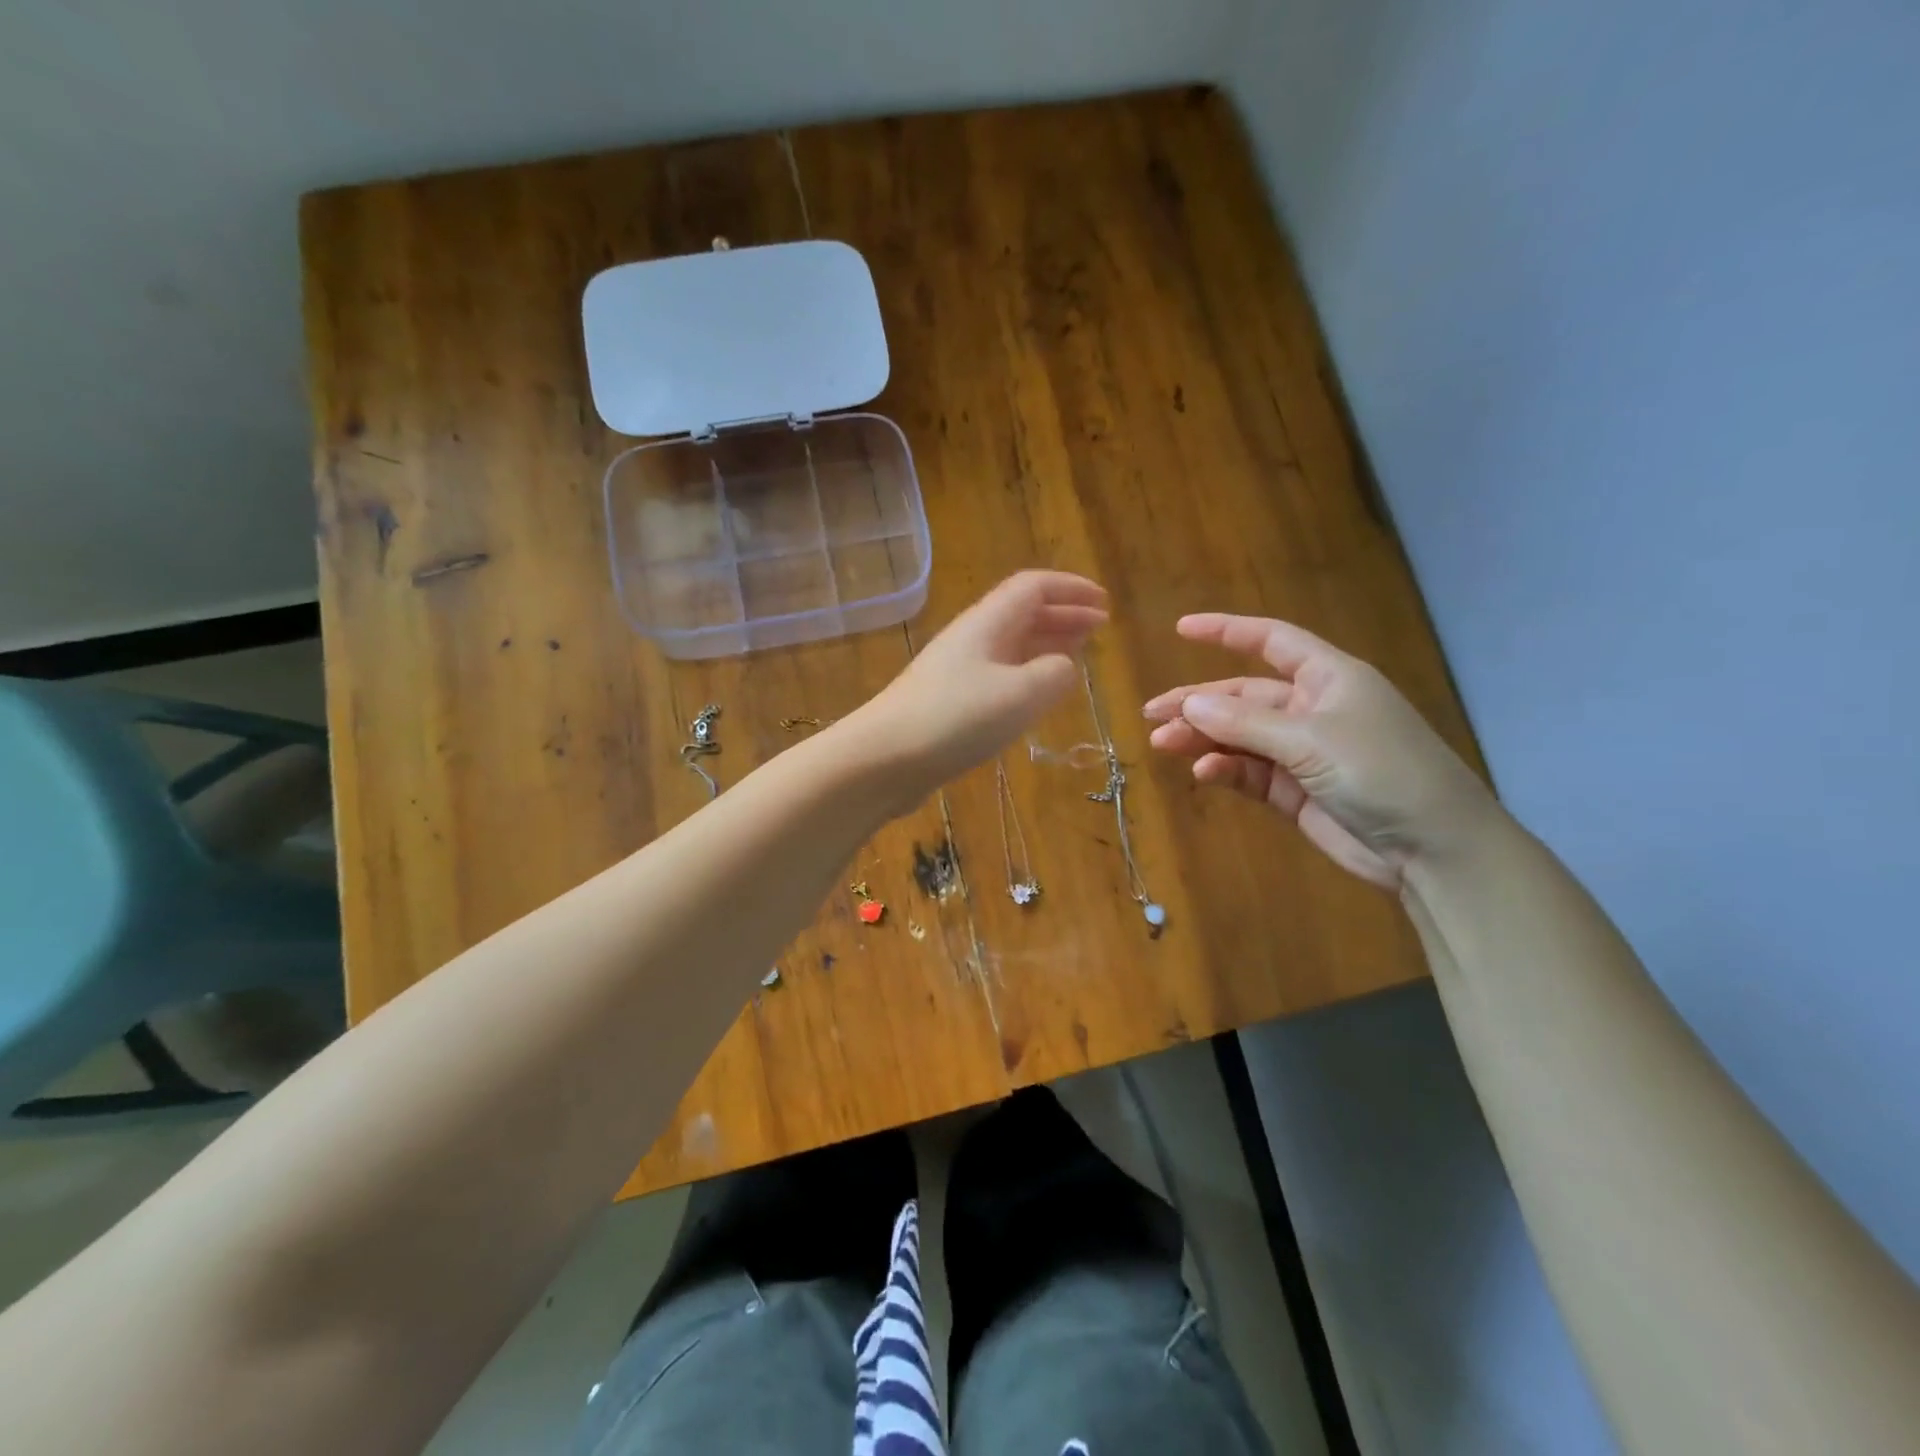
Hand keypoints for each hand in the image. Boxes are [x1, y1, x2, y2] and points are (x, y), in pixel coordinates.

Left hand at [855, 571, 1107, 803]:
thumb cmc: (955, 719)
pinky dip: (1026, 675)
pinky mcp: (948, 702)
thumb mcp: (1021, 694)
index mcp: (988, 623)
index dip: (1071, 589)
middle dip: (1064, 616)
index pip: (1034, 587)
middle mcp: (971, 638)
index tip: (1105, 604)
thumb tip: (1064, 667)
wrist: (883, 758)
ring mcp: (956, 670)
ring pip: (1010, 645)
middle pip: (1022, 613)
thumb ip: (1056, 674)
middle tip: (1099, 629)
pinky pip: (997, 675)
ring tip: (1077, 656)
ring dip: (1046, 645)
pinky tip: (1035, 696)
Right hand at [1143, 614, 1494, 887]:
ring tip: (1164, 744)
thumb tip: (1188, 705)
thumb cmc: (1382, 772)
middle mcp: (1312, 709)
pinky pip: (1249, 772)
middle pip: (1243, 696)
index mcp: (1328, 678)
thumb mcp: (1311, 740)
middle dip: (1198, 703)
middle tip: (1152, 714)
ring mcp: (1303, 752)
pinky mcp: (1295, 791)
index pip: (1271, 641)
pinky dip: (1225, 770)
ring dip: (1203, 739)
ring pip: (1239, 737)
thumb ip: (1245, 723)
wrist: (1433, 849)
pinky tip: (1204, 773)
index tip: (1181, 630)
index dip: (1227, 631)